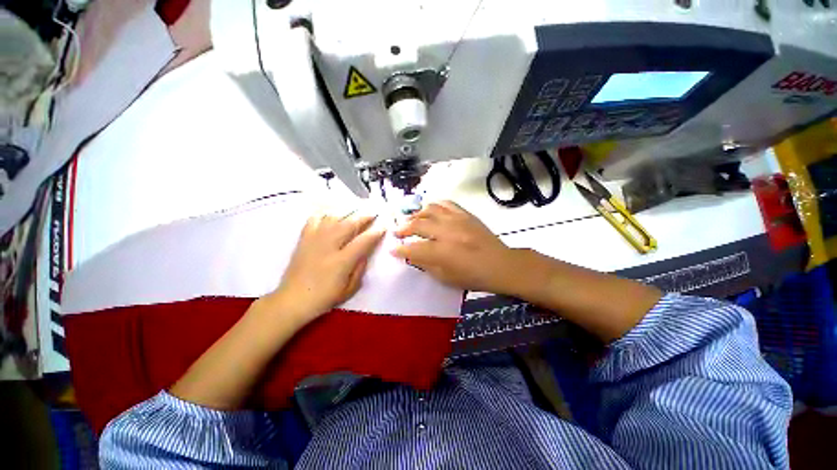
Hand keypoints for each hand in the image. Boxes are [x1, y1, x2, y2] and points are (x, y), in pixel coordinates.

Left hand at [265, 212, 384, 325]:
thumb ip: (360, 268)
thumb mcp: (350, 289)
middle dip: (363, 217)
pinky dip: (324, 214)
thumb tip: (365, 252)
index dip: (375, 233)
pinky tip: (331, 214)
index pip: (363, 241)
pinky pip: (314, 219)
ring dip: (347, 213)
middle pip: (349, 224)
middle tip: (373, 214)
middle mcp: (328, 246)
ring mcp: (314, 240)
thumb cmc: (324, 297)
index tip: (383, 227)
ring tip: (356, 212)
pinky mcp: (304, 239)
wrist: (292, 300)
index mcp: (341, 261)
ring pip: (333, 218)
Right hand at [392, 201, 521, 294]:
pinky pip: (446, 203)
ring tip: (412, 220)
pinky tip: (430, 211)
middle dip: (403, 228)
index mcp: (442, 252)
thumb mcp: (446, 278)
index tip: (393, 250)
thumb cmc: (474, 277)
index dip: (400, 250)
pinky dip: (435, 205)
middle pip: (418, 224)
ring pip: (430, 209)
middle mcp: (447, 232)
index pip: (414, 248)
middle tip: (397, 232)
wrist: (501, 264)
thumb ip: (427, 265)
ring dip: (417, 214)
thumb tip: (412, 255)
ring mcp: (457, 220)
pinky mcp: (466, 214)